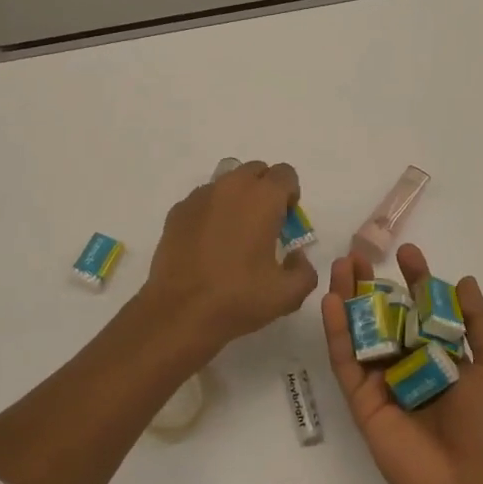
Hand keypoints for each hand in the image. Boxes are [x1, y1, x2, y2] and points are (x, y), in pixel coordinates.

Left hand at [140, 160, 318, 354]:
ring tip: (234, 234)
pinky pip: (203, 200)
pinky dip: (212, 212)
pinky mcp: (177, 211)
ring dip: (238, 198)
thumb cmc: (238, 299)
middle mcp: (231, 187)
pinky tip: (208, 244)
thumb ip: (304, 270)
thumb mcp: (288, 294)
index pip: (285, 174)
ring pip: (227, 182)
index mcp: (262, 198)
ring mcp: (200, 196)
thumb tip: (297, 257)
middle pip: (256, 171)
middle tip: (264, 225)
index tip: (287, 222)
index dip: (290, 195)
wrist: (179, 312)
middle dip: (265, 191)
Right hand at [321, 244, 482, 483]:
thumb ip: (477, 322)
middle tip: (357, 255)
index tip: (407, 253)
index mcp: (442, 355)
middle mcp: (410, 364)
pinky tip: (332, 301)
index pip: (423, 309)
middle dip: (372, 285)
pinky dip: (337, 331)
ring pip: (361, 332)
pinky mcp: (361, 400)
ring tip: (340, 267)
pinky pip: (347, 361)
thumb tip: (464, 280)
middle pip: (385, 315)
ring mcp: (383, 381)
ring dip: (349, 299)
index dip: (415, 280)